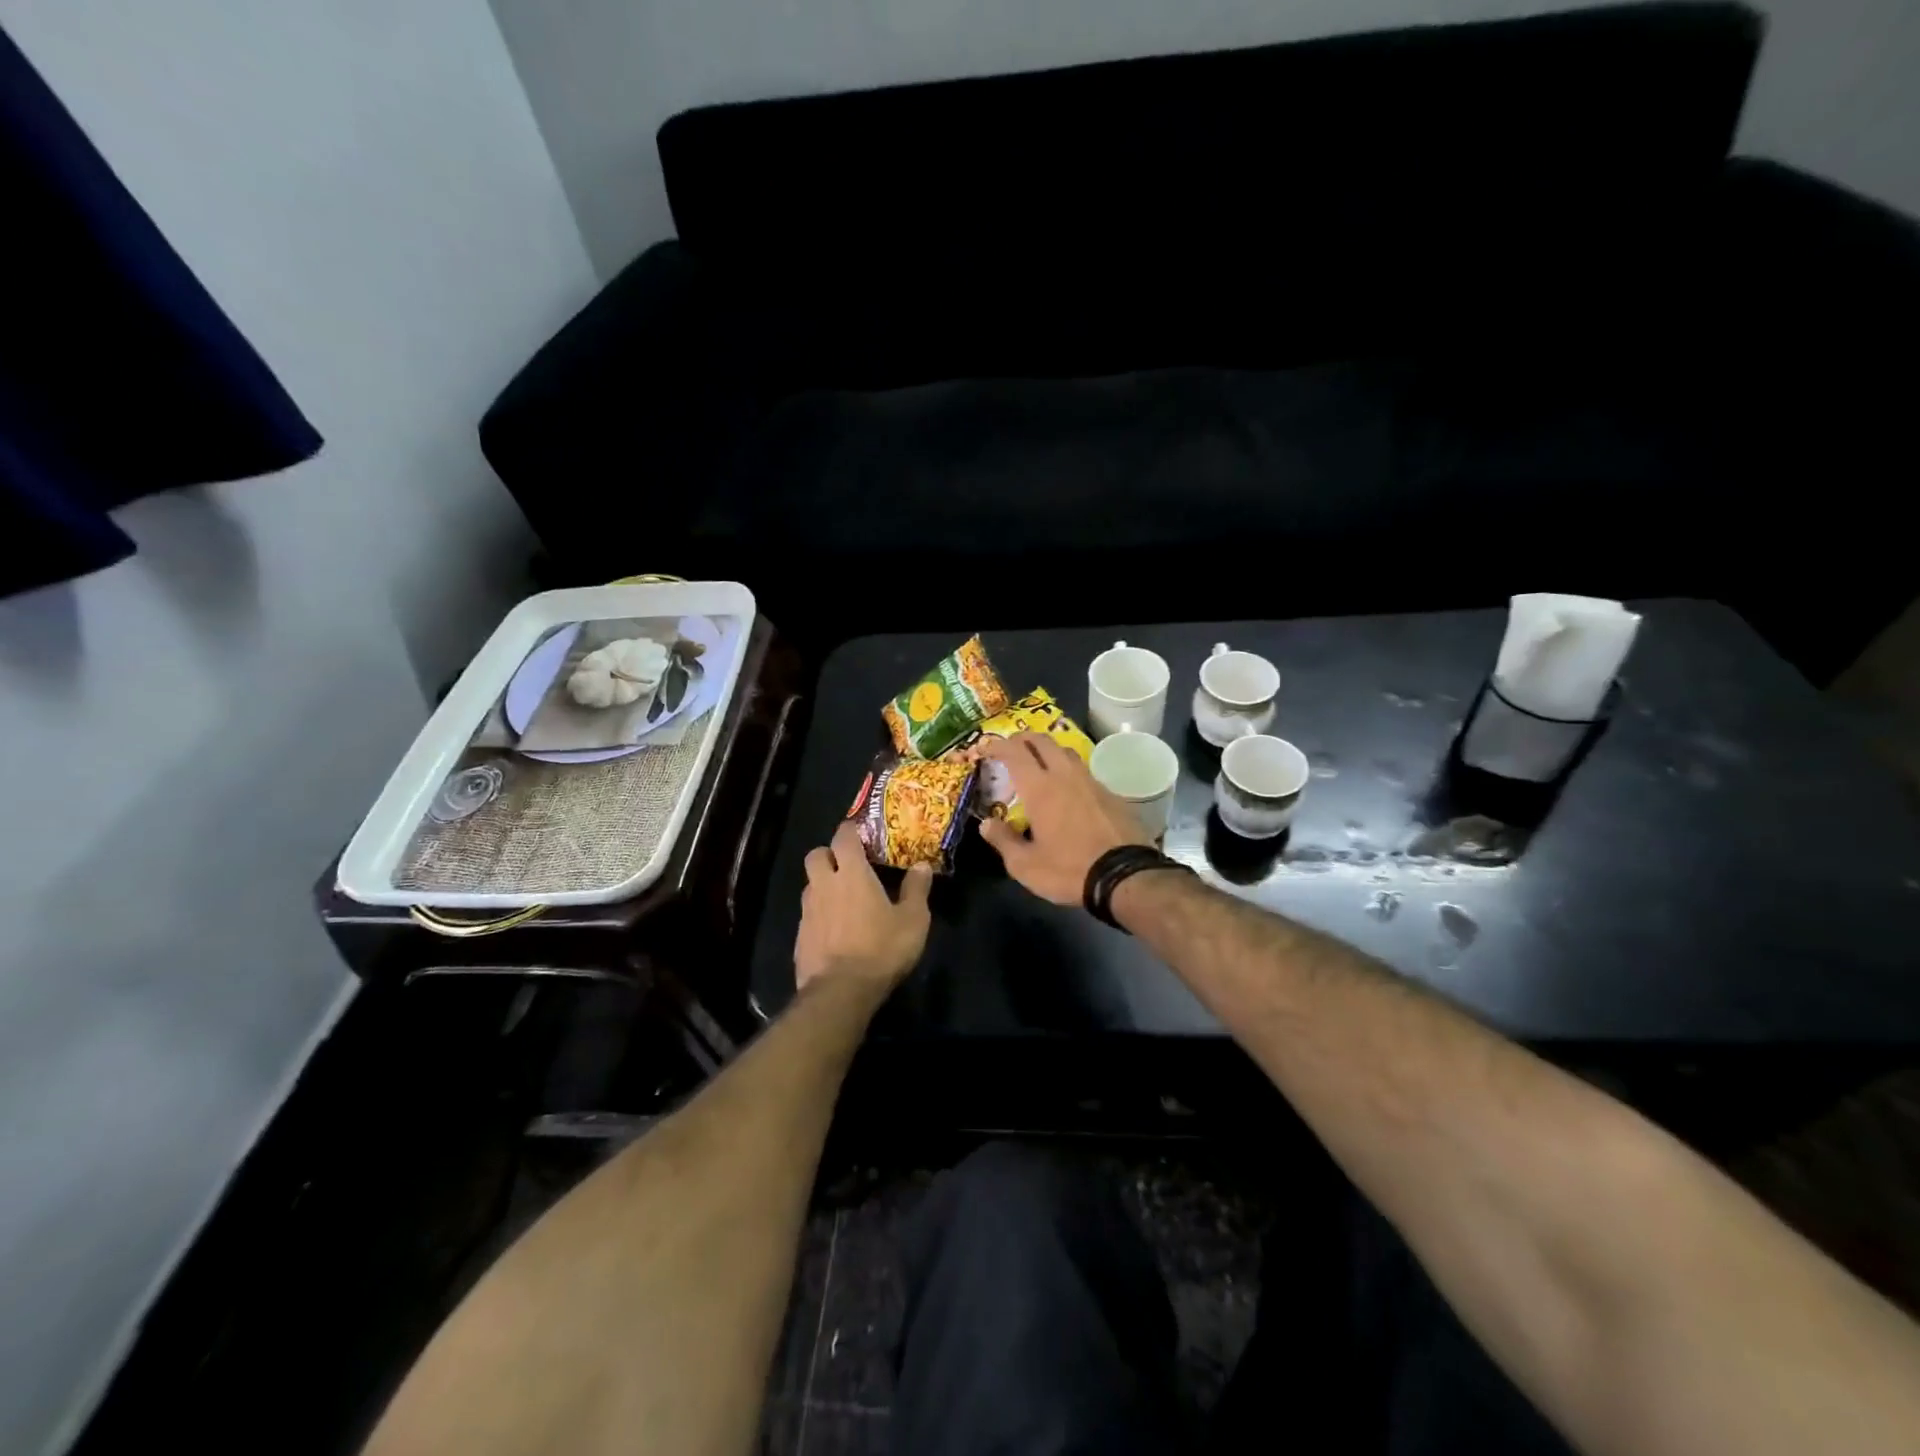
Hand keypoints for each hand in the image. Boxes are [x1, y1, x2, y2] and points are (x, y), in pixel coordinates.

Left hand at [794, 822, 932, 993]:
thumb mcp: (913, 920)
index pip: (843, 837)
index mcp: (852, 874)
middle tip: (847, 865)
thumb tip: (922, 866)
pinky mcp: (800, 938)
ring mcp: (807, 912)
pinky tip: (835, 931)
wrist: (840, 992)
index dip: (850, 830)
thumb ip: (917, 889)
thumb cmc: (881, 949)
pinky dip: (819, 915)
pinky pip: (808, 915)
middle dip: (829, 854)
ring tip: (843, 900)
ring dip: (823, 885)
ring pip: (810, 885)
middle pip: (816, 855)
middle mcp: (824, 886)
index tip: (860, 832)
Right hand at [977, 733, 1151, 904]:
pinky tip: (1068, 789)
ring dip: (1048, 750)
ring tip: (1038, 764)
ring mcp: (1091, 782)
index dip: (997, 745)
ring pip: (1066, 752)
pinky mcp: (1111, 794)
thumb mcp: (1025, 865)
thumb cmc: (1069, 870)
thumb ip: (1003, 841)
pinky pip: (1084, 771)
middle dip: (1022, 739)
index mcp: (1040, 788)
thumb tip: (986, 824)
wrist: (1126, 876)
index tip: (985, 747)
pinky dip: (1068, 770)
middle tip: (1010, 748)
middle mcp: (1065, 776)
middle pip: (1042, 741)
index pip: (1014, 752)